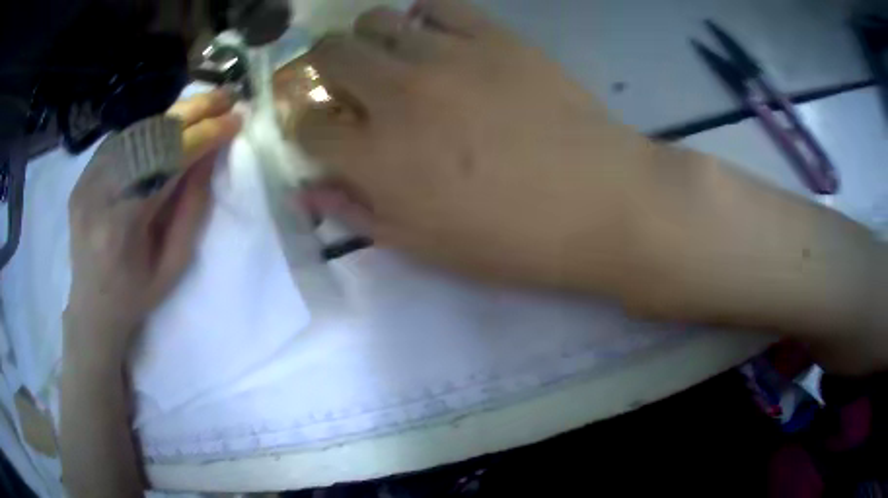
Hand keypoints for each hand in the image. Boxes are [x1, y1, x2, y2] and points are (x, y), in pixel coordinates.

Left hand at [65, 90, 240, 357]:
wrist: (92, 306)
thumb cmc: (136, 295)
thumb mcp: (173, 264)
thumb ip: (191, 207)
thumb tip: (210, 154)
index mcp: (122, 225)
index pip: (166, 162)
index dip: (203, 136)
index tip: (234, 120)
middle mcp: (98, 194)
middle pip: (148, 137)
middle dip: (191, 112)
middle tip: (225, 97)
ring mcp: (85, 181)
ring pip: (135, 131)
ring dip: (172, 118)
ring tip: (203, 109)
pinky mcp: (82, 176)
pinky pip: (120, 140)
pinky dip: (149, 129)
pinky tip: (168, 129)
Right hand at [294, 0, 652, 288]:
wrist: (601, 203)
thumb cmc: (513, 239)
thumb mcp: (424, 246)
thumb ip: (357, 212)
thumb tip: (307, 188)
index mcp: (376, 156)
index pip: (307, 124)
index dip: (307, 127)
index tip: (326, 132)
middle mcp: (397, 93)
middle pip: (328, 55)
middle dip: (326, 69)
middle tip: (349, 84)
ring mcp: (447, 55)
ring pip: (376, 21)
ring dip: (370, 39)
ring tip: (394, 58)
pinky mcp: (494, 36)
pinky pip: (438, 5)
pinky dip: (425, 16)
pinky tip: (436, 35)